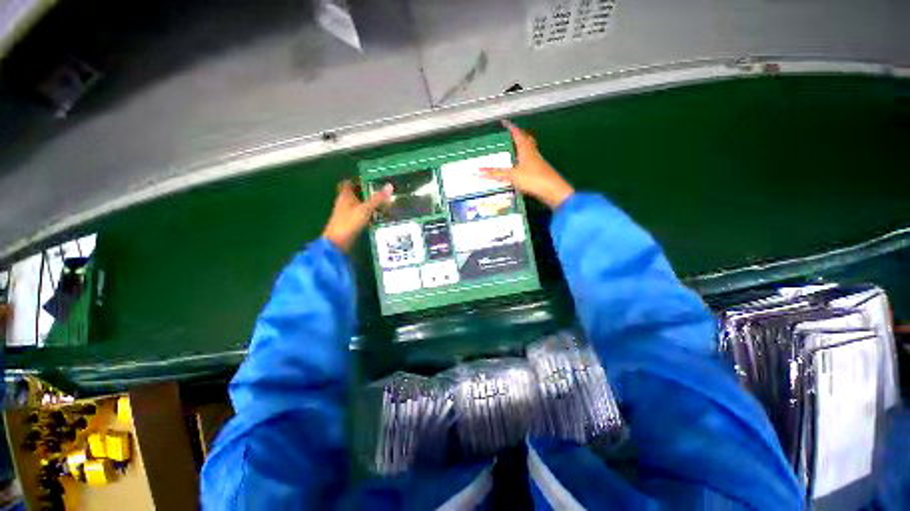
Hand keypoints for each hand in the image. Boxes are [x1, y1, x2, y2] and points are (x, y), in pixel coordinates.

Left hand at [323, 180, 391, 251]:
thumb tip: (390, 186)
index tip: (372, 180)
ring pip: (358, 204)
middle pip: (355, 193)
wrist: (337, 243)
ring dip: (368, 203)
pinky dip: (368, 213)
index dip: (359, 179)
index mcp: (345, 195)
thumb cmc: (349, 223)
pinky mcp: (350, 223)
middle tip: (382, 192)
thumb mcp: (365, 209)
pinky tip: (378, 215)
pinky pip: (360, 214)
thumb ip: (377, 199)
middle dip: (367, 192)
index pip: (349, 182)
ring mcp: (346, 213)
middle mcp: (344, 202)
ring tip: (383, 203)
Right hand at [480, 120, 574, 209]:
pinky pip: (530, 160)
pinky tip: (520, 166)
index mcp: (526, 149)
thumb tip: (479, 172)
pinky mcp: (540, 171)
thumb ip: (496, 174)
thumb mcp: (512, 176)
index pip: (517, 134)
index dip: (511, 128)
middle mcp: (533, 153)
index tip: (504, 122)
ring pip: (528, 150)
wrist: (553, 191)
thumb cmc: (532, 179)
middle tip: (510, 134)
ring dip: (521, 147)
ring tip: (513, 148)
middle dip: (518, 135)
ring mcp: (538, 162)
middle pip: (526, 140)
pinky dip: (523, 159)